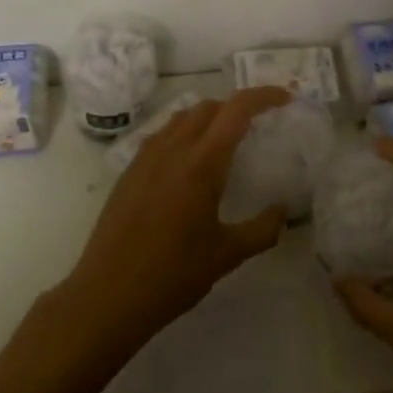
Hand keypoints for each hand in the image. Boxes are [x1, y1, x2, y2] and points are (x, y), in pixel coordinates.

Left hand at [59, 86, 291, 355]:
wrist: (106, 296)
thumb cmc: (172, 275)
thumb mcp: (227, 255)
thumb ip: (262, 230)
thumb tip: (283, 211)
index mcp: (201, 163)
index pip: (236, 109)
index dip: (263, 96)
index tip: (285, 99)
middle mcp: (173, 149)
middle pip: (209, 107)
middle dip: (237, 107)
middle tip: (259, 126)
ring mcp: (146, 158)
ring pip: (182, 117)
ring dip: (209, 117)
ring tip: (226, 141)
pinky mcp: (129, 172)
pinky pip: (162, 135)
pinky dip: (184, 133)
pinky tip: (190, 164)